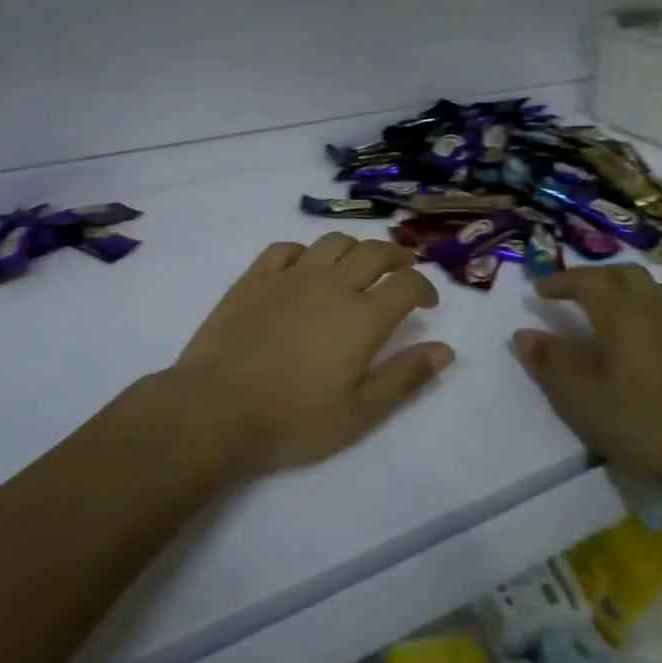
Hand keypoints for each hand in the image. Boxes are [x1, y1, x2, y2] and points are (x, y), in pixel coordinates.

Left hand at [171, 233, 453, 476]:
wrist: (216, 409)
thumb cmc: (293, 420)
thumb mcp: (359, 412)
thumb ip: (404, 377)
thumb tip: (445, 349)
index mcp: (363, 316)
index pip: (407, 284)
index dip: (424, 287)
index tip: (428, 302)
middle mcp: (332, 284)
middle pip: (374, 252)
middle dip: (396, 255)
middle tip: (403, 267)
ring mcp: (291, 276)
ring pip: (333, 242)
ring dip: (354, 247)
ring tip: (357, 263)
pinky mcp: (255, 277)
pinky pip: (286, 248)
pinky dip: (305, 251)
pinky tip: (304, 267)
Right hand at [512, 265, 661, 497]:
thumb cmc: (639, 423)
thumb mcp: (581, 397)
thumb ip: (550, 361)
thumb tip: (523, 333)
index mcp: (622, 314)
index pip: (587, 280)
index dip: (560, 280)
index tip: (538, 290)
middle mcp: (654, 309)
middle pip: (622, 274)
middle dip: (592, 277)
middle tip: (569, 293)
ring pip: (649, 288)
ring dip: (620, 288)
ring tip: (601, 308)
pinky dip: (641, 308)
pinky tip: (635, 338)